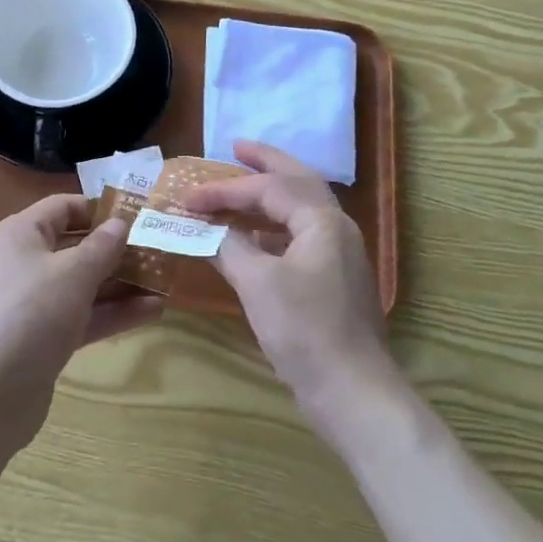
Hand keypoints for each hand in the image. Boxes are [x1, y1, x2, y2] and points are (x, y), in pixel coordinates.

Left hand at [0, 194, 162, 454]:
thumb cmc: (30, 314)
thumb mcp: (73, 273)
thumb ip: (102, 246)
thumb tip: (120, 223)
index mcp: (20, 234)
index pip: (63, 207)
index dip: (99, 207)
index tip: (139, 213)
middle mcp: (23, 263)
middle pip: (75, 246)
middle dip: (116, 248)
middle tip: (159, 247)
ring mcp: (32, 304)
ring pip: (82, 284)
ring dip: (121, 283)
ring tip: (165, 280)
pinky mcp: (42, 340)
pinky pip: (82, 316)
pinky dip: (112, 313)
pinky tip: (152, 312)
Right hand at [186, 141, 397, 430]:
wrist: (354, 394)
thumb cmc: (305, 331)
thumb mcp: (258, 284)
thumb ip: (230, 247)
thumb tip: (206, 229)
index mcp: (322, 221)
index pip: (268, 188)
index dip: (225, 189)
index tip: (188, 197)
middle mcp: (336, 228)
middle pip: (298, 181)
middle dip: (266, 162)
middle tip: (236, 147)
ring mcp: (339, 255)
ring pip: (301, 209)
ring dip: (270, 194)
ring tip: (241, 186)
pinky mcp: (333, 281)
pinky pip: (300, 236)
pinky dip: (273, 229)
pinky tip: (253, 240)